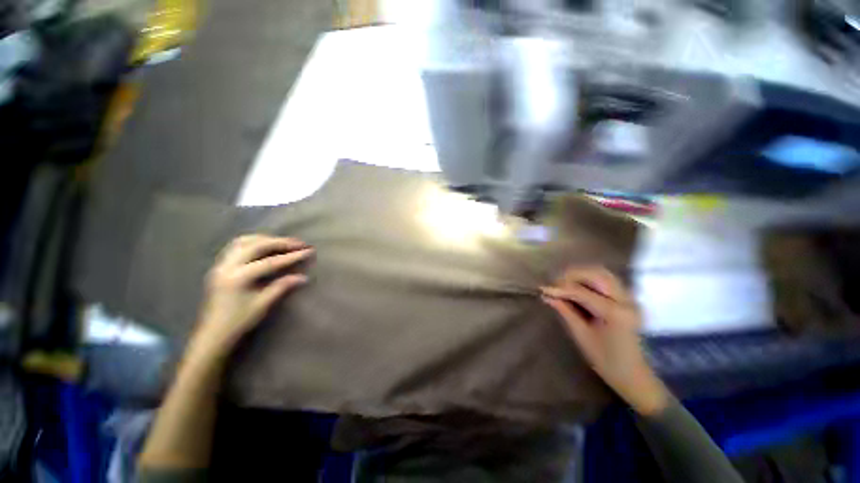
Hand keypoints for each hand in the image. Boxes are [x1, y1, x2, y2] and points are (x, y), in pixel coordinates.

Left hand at [189, 235, 313, 359]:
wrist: (213, 334)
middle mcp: (227, 266)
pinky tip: (264, 246)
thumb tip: (303, 277)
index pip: (270, 262)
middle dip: (280, 242)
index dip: (291, 256)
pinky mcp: (220, 266)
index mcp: (237, 278)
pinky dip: (253, 242)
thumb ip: (282, 287)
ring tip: (283, 243)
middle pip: (257, 245)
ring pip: (244, 241)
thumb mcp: (262, 305)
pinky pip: (236, 246)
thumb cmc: (238, 322)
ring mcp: (221, 265)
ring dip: (266, 239)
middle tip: (299, 243)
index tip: (308, 251)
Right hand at [541, 266, 668, 414]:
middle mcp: (625, 300)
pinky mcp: (627, 298)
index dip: (560, 289)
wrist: (634, 374)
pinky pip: (606, 279)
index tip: (542, 289)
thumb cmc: (606, 360)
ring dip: (580, 275)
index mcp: (615, 313)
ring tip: (564, 284)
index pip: (582, 292)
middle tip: (555, 285)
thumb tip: (547, 296)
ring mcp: (629, 298)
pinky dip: (589, 278)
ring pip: (602, 273)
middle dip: (571, 276)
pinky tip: (578, 287)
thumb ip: (566, 311)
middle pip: (596, 274)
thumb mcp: (582, 336)